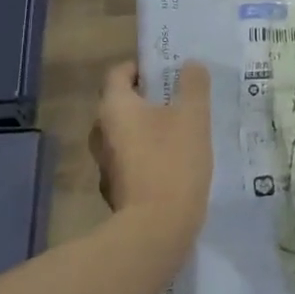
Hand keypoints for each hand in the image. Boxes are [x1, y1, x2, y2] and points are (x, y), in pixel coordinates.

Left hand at [90, 60, 212, 238]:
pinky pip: (130, 160)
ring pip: (125, 134)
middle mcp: (101, 132)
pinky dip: (147, 155)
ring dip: (148, 129)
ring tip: (180, 132)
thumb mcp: (193, 117)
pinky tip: (173, 164)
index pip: (119, 72)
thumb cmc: (173, 162)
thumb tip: (190, 64)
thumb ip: (193, 85)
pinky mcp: (116, 190)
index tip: (168, 72)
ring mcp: (105, 164)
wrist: (156, 229)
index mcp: (114, 107)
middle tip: (178, 101)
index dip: (142, 67)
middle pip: (121, 104)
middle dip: (147, 99)